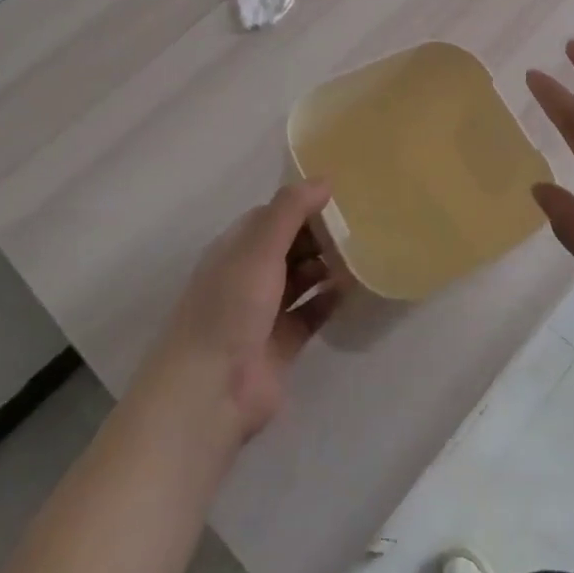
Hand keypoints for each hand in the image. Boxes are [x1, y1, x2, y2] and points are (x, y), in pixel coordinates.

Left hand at [137, 180, 340, 444]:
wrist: (210, 392)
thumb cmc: (230, 307)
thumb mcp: (258, 248)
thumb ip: (290, 211)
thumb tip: (324, 180)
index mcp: (234, 250)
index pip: (271, 217)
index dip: (302, 205)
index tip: (340, 196)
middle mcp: (247, 277)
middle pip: (289, 246)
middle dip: (319, 236)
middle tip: (361, 224)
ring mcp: (264, 312)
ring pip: (301, 279)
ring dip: (327, 266)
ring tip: (363, 252)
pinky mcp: (282, 344)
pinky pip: (312, 313)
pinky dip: (330, 300)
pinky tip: (355, 288)